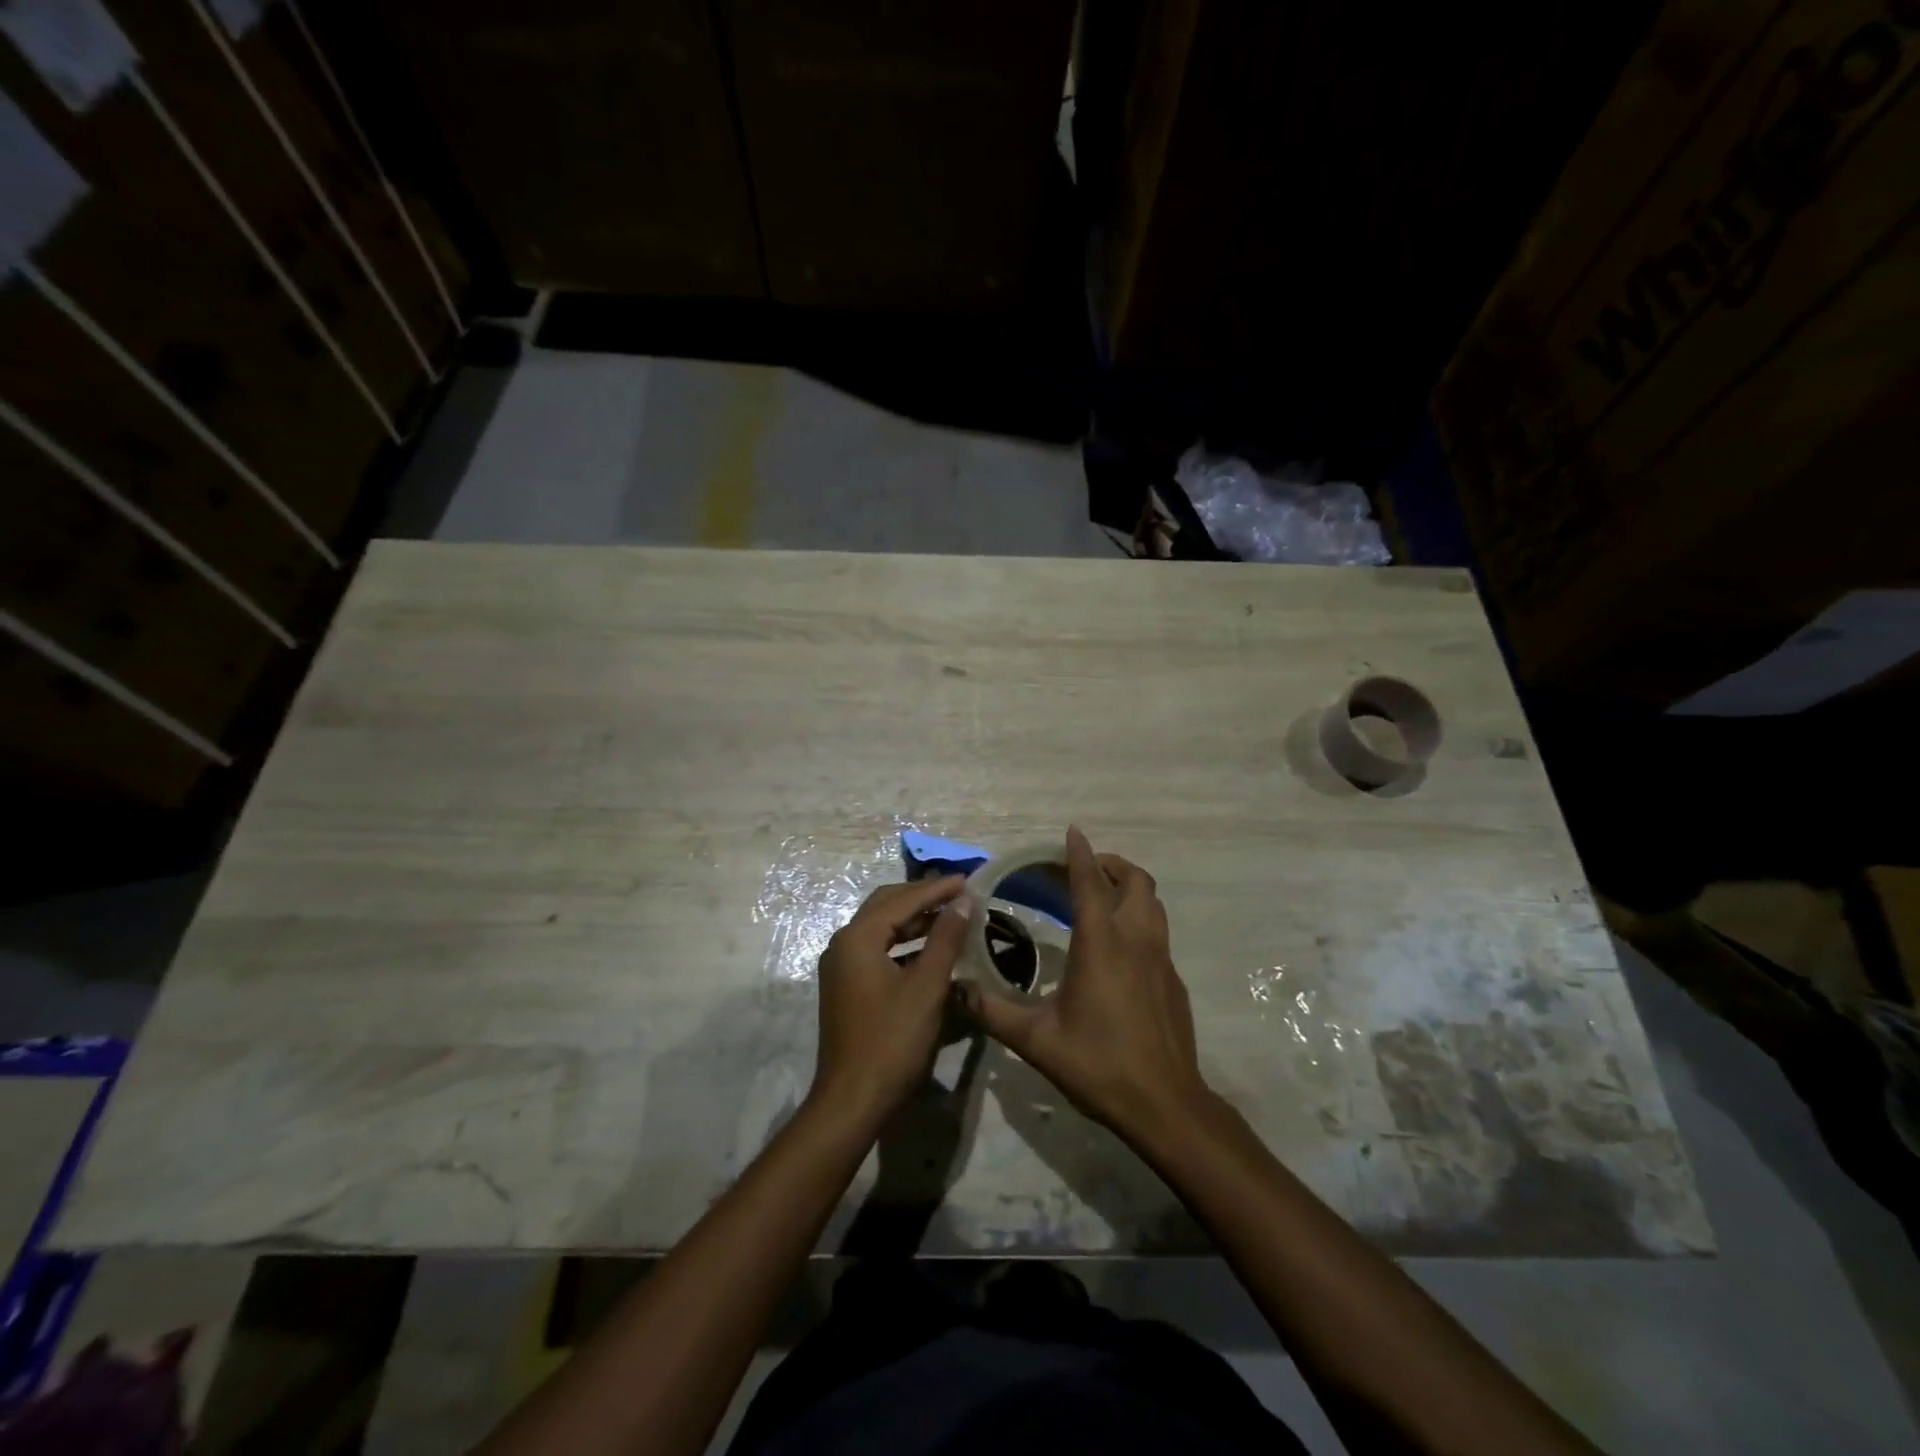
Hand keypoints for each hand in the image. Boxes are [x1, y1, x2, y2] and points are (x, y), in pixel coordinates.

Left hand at [811, 875, 968, 1129]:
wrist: (852, 1101)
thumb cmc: (892, 1041)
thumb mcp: (926, 987)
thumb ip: (946, 939)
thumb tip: (964, 901)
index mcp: (857, 938)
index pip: (902, 899)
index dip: (937, 889)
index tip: (969, 880)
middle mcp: (843, 944)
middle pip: (886, 906)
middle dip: (923, 897)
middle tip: (959, 893)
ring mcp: (842, 967)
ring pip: (882, 928)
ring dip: (915, 920)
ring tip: (952, 916)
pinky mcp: (847, 987)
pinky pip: (878, 950)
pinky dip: (905, 943)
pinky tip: (931, 950)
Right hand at [964, 827, 1210, 1143]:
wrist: (1164, 1104)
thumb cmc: (1098, 1064)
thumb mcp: (1036, 1041)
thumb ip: (994, 1011)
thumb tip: (958, 991)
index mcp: (1101, 944)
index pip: (1090, 883)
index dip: (1080, 854)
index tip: (1071, 833)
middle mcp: (1135, 940)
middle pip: (1135, 881)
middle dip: (1111, 864)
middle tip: (1083, 869)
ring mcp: (1161, 958)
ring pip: (1153, 903)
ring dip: (1129, 888)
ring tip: (1102, 896)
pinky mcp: (1173, 979)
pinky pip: (1158, 932)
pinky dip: (1139, 920)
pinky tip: (1119, 948)